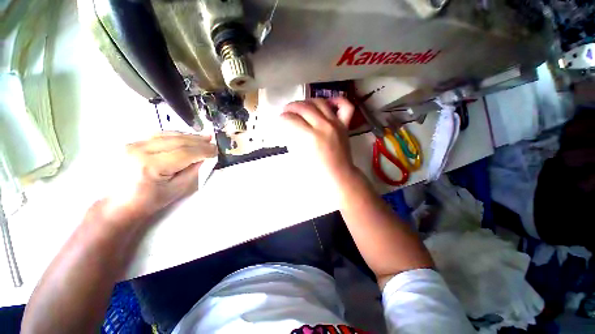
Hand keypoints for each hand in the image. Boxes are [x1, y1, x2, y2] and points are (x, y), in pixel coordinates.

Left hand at [105, 132, 216, 221]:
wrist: (121, 203)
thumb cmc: (151, 200)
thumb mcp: (178, 188)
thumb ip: (194, 171)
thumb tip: (205, 157)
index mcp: (150, 166)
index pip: (184, 153)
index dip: (203, 150)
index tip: (216, 150)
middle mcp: (139, 151)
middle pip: (176, 141)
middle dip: (198, 141)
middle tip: (212, 142)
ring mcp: (133, 144)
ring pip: (168, 135)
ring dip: (188, 136)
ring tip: (203, 138)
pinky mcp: (132, 143)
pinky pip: (158, 135)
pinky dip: (176, 135)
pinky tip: (186, 137)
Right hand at [279, 98, 356, 183]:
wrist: (339, 176)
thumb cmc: (317, 171)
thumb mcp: (299, 156)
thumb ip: (293, 138)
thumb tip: (289, 127)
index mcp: (311, 137)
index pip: (292, 119)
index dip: (283, 117)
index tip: (280, 119)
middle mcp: (323, 126)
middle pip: (304, 107)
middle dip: (291, 107)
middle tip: (286, 111)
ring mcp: (336, 123)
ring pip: (320, 102)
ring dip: (307, 101)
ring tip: (301, 106)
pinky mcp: (344, 125)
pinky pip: (345, 106)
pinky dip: (336, 100)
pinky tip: (327, 102)